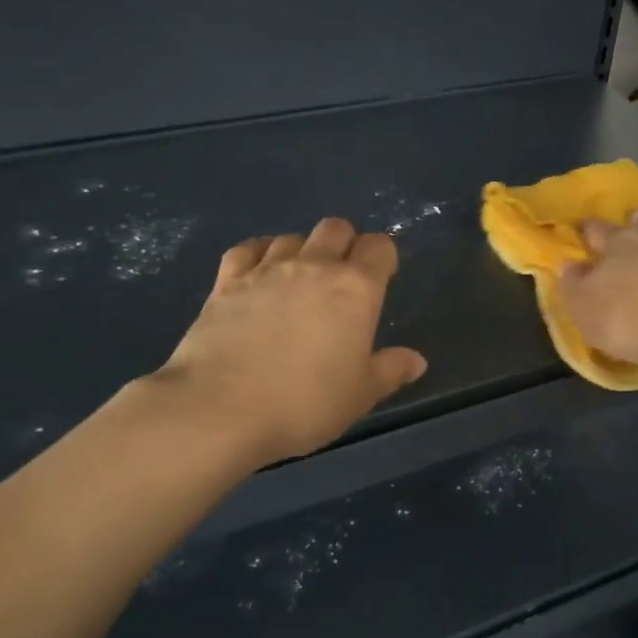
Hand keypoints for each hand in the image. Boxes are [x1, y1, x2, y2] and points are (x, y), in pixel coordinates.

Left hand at [147, 218, 427, 467]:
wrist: (220, 409)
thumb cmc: (304, 403)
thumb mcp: (360, 395)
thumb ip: (390, 371)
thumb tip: (416, 360)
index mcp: (356, 289)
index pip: (380, 247)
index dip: (384, 258)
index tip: (382, 280)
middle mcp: (314, 266)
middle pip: (336, 228)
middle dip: (345, 245)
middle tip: (343, 281)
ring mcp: (266, 269)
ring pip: (293, 236)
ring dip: (303, 251)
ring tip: (300, 282)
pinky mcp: (226, 281)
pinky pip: (249, 249)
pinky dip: (260, 253)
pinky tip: (260, 273)